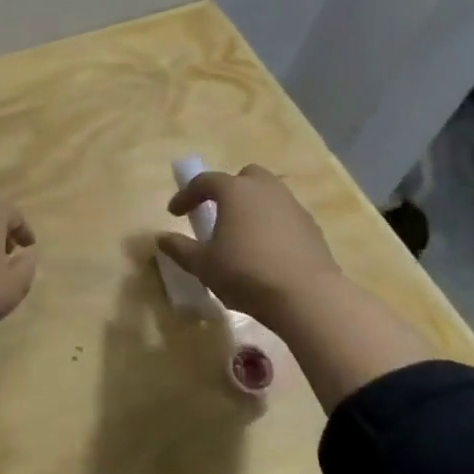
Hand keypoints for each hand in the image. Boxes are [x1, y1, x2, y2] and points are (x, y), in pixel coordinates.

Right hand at [157, 164, 342, 332]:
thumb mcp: (203, 265)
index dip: (186, 195)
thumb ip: (180, 249)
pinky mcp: (312, 227)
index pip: (204, 182)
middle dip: (228, 189)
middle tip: (217, 213)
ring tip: (242, 234)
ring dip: (252, 207)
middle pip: (244, 176)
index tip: (174, 213)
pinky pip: (285, 216)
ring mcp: (293, 206)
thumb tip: (161, 238)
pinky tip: (267, 251)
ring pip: (268, 195)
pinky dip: (272, 225)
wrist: (307, 297)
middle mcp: (265, 189)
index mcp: (235, 191)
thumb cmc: (246, 273)